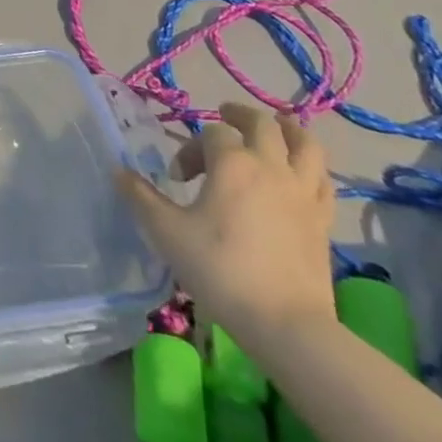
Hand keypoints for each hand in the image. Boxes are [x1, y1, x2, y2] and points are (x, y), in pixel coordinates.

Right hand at [116, 103, 336, 346]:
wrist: (287, 326)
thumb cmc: (221, 270)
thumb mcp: (167, 232)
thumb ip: (141, 197)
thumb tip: (119, 172)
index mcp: (232, 163)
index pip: (210, 134)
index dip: (190, 149)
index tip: (177, 180)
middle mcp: (271, 167)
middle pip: (262, 123)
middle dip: (239, 115)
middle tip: (223, 117)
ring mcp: (303, 193)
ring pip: (305, 143)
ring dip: (287, 129)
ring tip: (274, 128)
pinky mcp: (323, 220)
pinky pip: (322, 179)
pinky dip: (310, 166)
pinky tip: (300, 173)